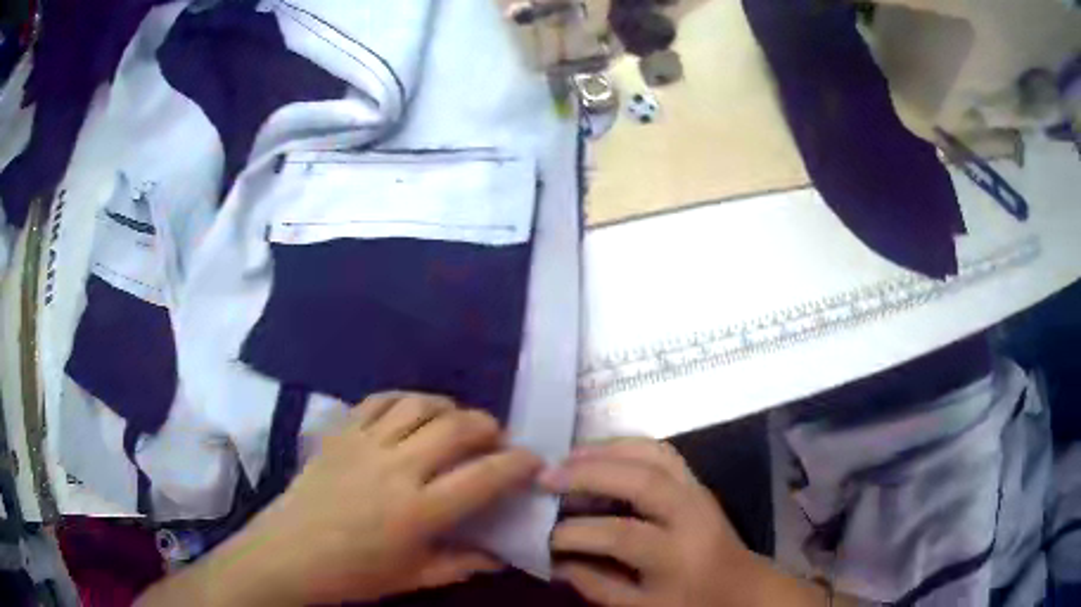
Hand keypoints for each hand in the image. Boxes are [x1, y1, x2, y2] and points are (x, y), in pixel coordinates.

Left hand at [139, 393, 542, 606]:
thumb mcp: (414, 577)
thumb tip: (502, 555)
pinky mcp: (341, 432)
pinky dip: (406, 399)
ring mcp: (365, 444)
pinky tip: (414, 412)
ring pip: (420, 404)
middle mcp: (396, 468)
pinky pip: (380, 400)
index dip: (518, 464)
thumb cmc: (353, 575)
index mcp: (418, 511)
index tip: (534, 461)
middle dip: (489, 427)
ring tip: (458, 422)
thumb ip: (462, 564)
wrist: (288, 555)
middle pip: (457, 426)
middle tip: (496, 441)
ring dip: (450, 407)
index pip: (484, 476)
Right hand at [541, 438, 773, 606]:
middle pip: (642, 479)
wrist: (742, 587)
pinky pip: (661, 452)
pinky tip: (601, 454)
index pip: (621, 535)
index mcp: (679, 555)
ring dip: (608, 450)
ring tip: (568, 458)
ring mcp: (698, 490)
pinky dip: (627, 446)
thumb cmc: (692, 603)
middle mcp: (692, 514)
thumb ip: (595, 584)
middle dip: (589, 473)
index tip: (542, 534)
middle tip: (546, 476)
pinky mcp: (698, 481)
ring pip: (654, 453)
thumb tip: (553, 559)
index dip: (576, 533)